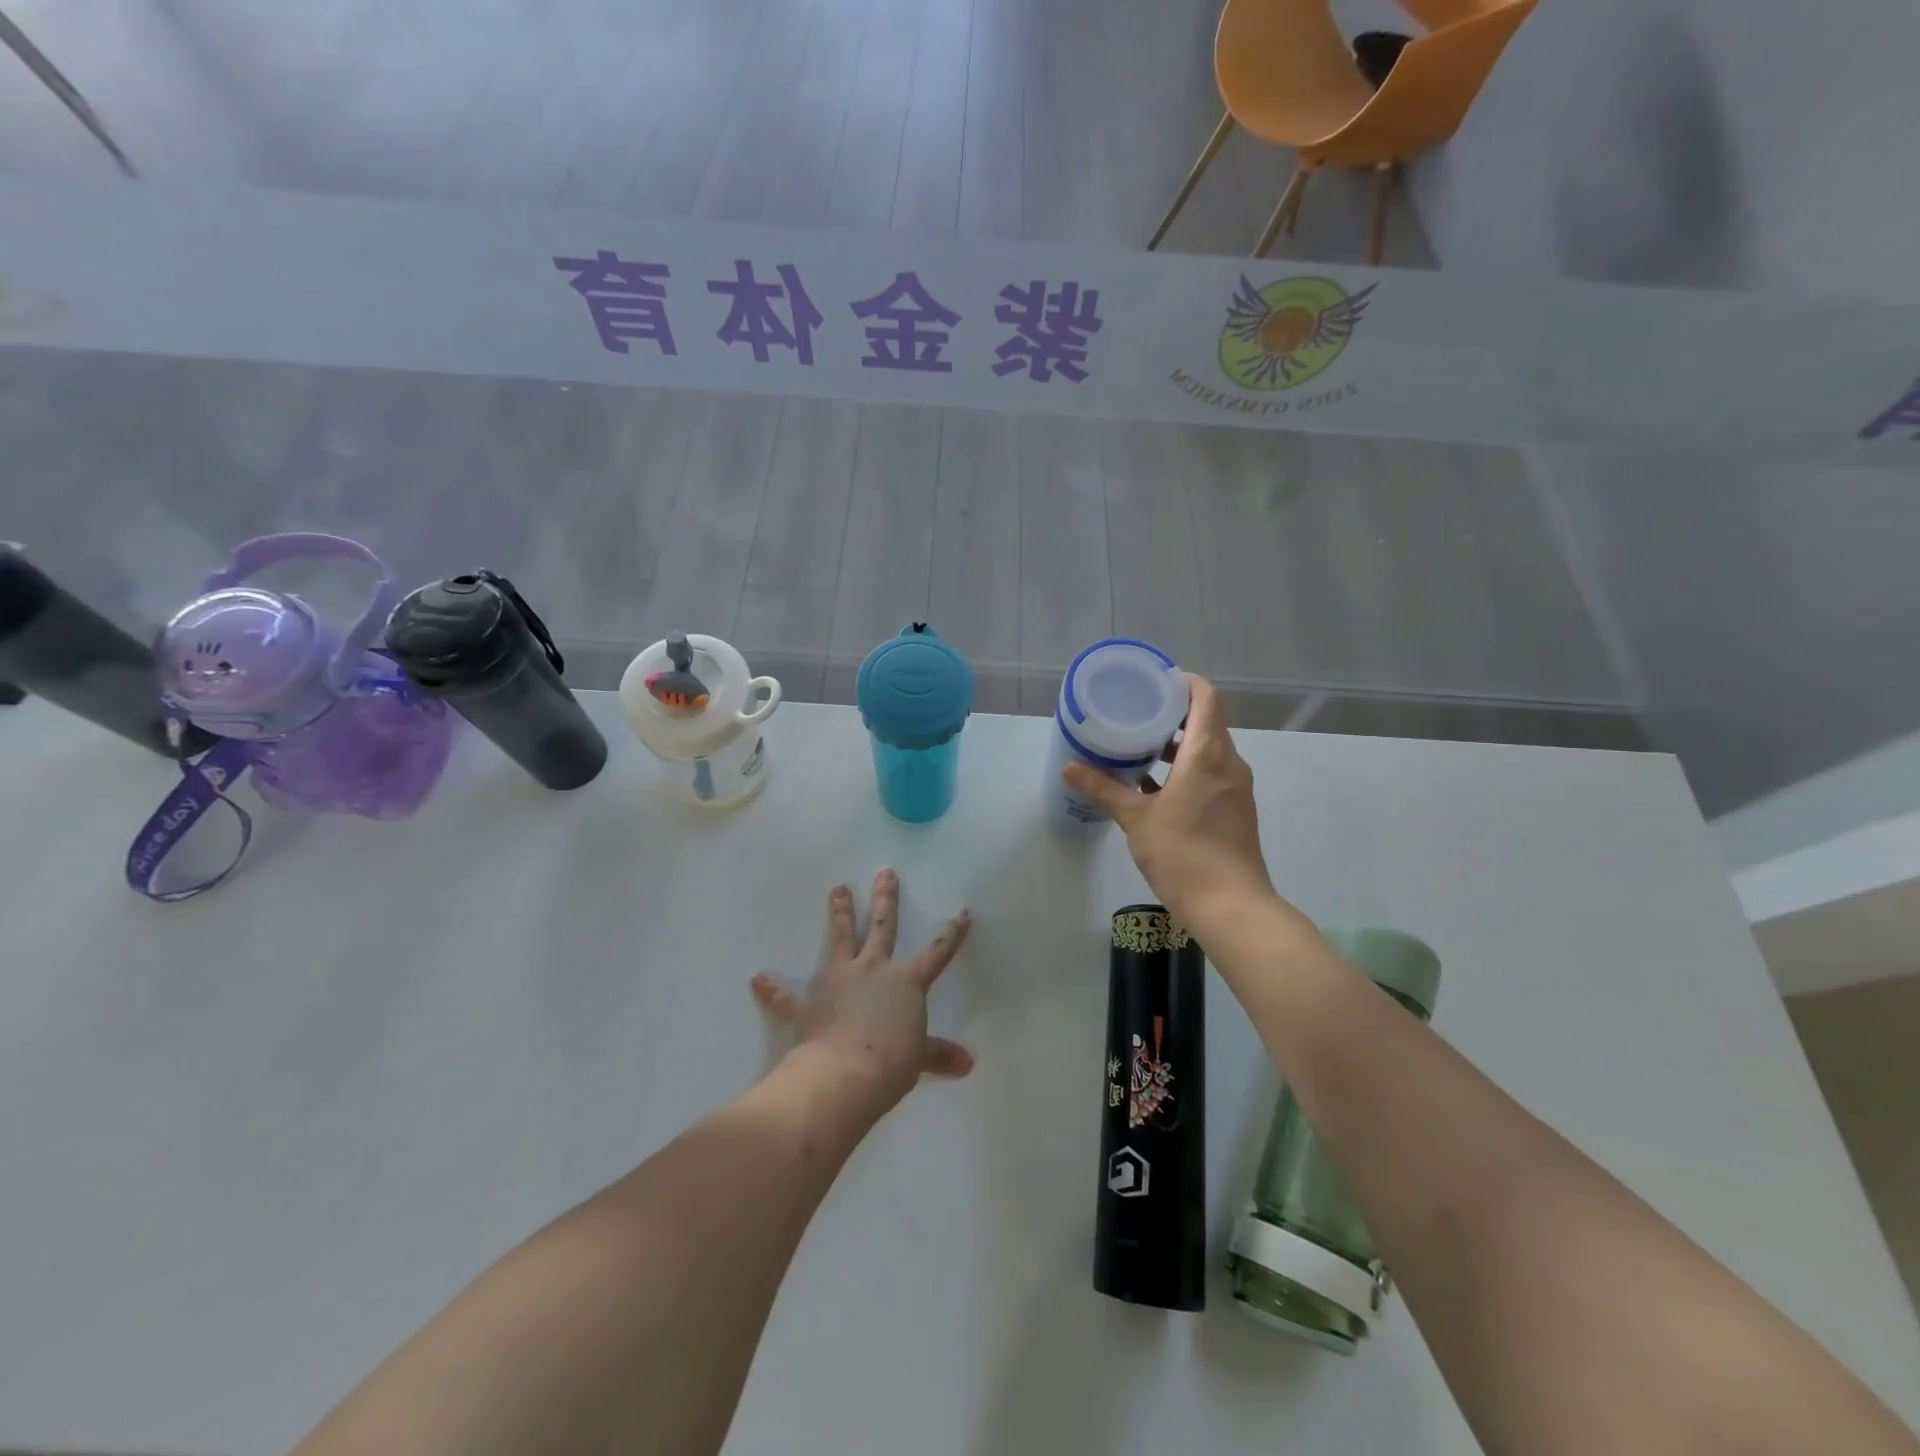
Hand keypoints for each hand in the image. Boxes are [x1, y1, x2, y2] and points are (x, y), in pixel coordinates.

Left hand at [750, 869, 973, 1108]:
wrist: (844, 1075)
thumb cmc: (891, 1063)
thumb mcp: (920, 1058)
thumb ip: (940, 1054)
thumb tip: (967, 1063)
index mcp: (906, 981)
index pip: (937, 952)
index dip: (952, 934)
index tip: (962, 913)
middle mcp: (873, 970)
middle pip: (881, 927)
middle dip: (885, 899)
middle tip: (884, 873)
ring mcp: (839, 981)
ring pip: (840, 939)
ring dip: (839, 915)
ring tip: (837, 890)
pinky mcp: (810, 1004)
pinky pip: (787, 996)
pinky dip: (772, 989)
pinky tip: (757, 978)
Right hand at [1062, 674, 1277, 938]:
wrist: (1231, 907)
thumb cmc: (1183, 854)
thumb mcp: (1136, 819)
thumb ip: (1104, 789)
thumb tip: (1070, 768)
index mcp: (1207, 754)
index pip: (1207, 698)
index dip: (1184, 683)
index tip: (1155, 683)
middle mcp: (1228, 763)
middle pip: (1207, 722)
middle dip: (1173, 715)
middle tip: (1136, 714)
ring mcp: (1236, 788)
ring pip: (1208, 751)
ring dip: (1178, 746)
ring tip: (1140, 749)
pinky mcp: (1236, 810)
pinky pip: (1212, 774)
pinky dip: (1187, 770)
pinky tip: (1155, 788)